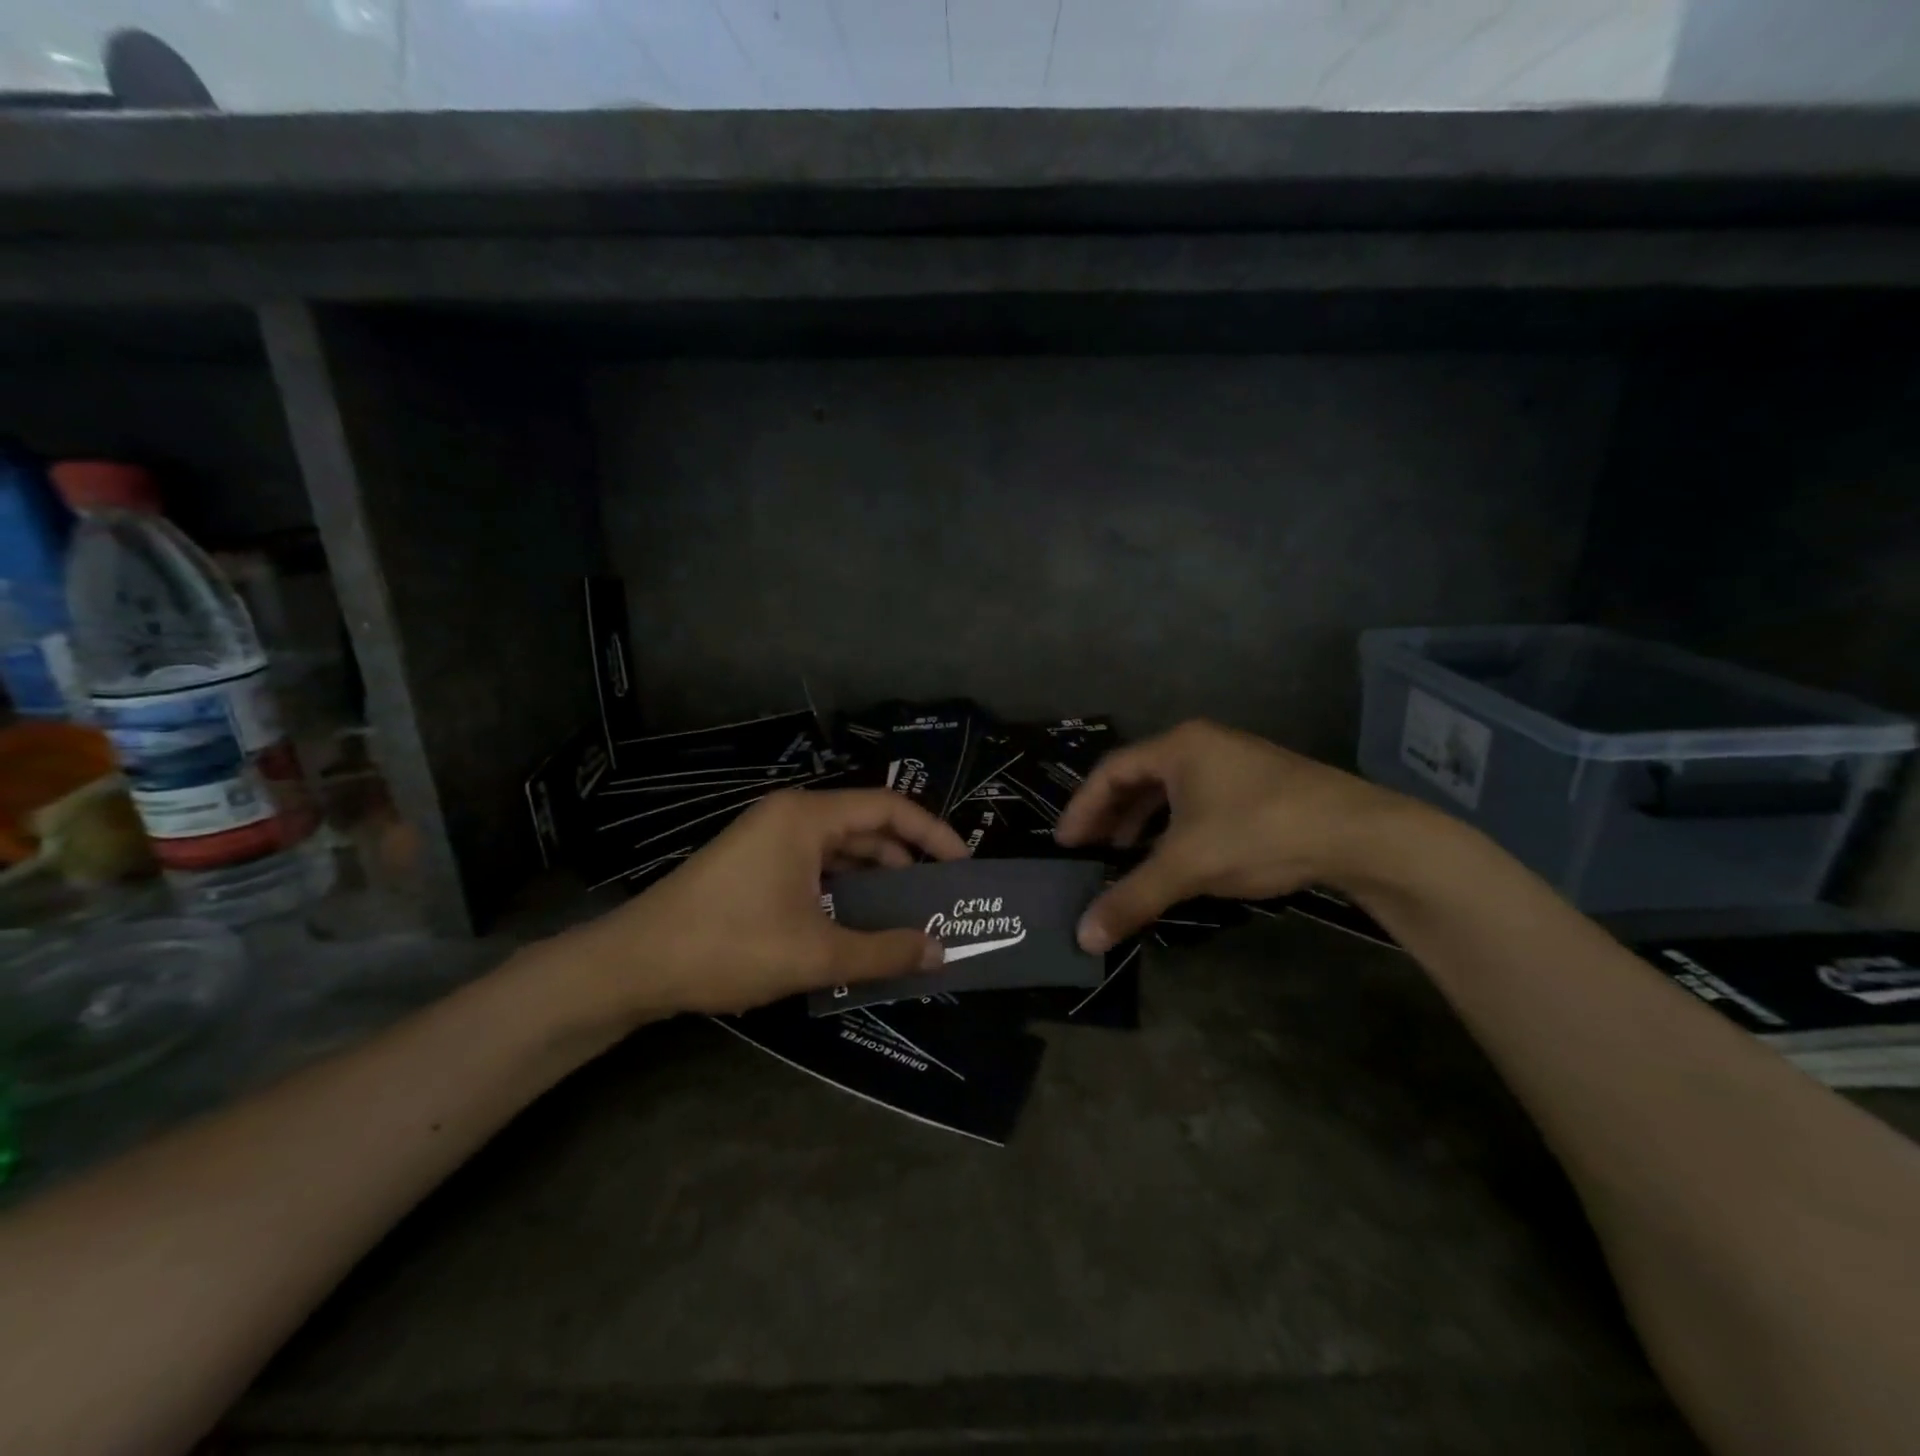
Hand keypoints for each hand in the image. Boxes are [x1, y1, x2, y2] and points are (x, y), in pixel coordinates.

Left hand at [539, 789, 967, 1022]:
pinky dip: (845, 890)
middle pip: (868, 827)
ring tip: (909, 917)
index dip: (934, 834)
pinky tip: (861, 924)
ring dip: (876, 880)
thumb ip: (884, 951)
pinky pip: (816, 867)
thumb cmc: (728, 945)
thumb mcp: (815, 954)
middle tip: (942, 899)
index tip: (963, 866)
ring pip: (842, 850)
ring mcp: (770, 839)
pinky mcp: (756, 865)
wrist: (633, 965)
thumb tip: (941, 951)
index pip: (890, 808)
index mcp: (807, 817)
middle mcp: (791, 816)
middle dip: (908, 861)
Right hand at [1054, 719, 1427, 952]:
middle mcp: (1202, 744)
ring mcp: (1234, 762)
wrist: (1359, 833)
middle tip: (1090, 851)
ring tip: (1125, 856)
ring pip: (1171, 791)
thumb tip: (1082, 937)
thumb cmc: (1259, 832)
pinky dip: (1175, 826)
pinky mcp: (1259, 785)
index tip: (1065, 844)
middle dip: (1111, 816)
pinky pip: (1198, 801)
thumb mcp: (1188, 865)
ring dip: (1143, 823)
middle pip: (1139, 777)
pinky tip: (1176, 856)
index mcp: (1178, 746)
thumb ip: (1132, 897)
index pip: (1111, 771)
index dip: (1082, 808)